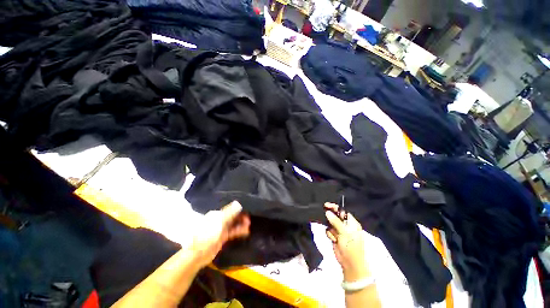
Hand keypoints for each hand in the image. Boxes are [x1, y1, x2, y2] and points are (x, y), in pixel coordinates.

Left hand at [191, 201, 250, 267]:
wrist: (198, 253)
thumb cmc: (208, 234)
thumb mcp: (220, 221)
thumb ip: (230, 212)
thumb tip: (238, 203)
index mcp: (217, 214)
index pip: (230, 209)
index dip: (239, 209)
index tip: (247, 211)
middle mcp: (219, 220)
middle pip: (232, 216)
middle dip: (241, 217)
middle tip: (249, 219)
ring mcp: (220, 229)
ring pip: (233, 224)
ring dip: (241, 224)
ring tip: (249, 225)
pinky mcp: (222, 238)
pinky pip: (232, 232)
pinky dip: (239, 231)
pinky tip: (246, 231)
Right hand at [324, 203, 370, 281]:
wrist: (350, 263)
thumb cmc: (351, 247)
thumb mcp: (345, 233)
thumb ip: (336, 222)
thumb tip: (327, 212)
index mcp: (352, 223)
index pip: (342, 211)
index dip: (335, 208)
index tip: (327, 205)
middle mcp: (346, 225)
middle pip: (335, 216)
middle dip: (330, 216)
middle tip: (324, 212)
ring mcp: (340, 231)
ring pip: (330, 223)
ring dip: (331, 228)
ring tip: (335, 236)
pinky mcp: (334, 236)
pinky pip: (329, 230)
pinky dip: (330, 234)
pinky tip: (333, 240)